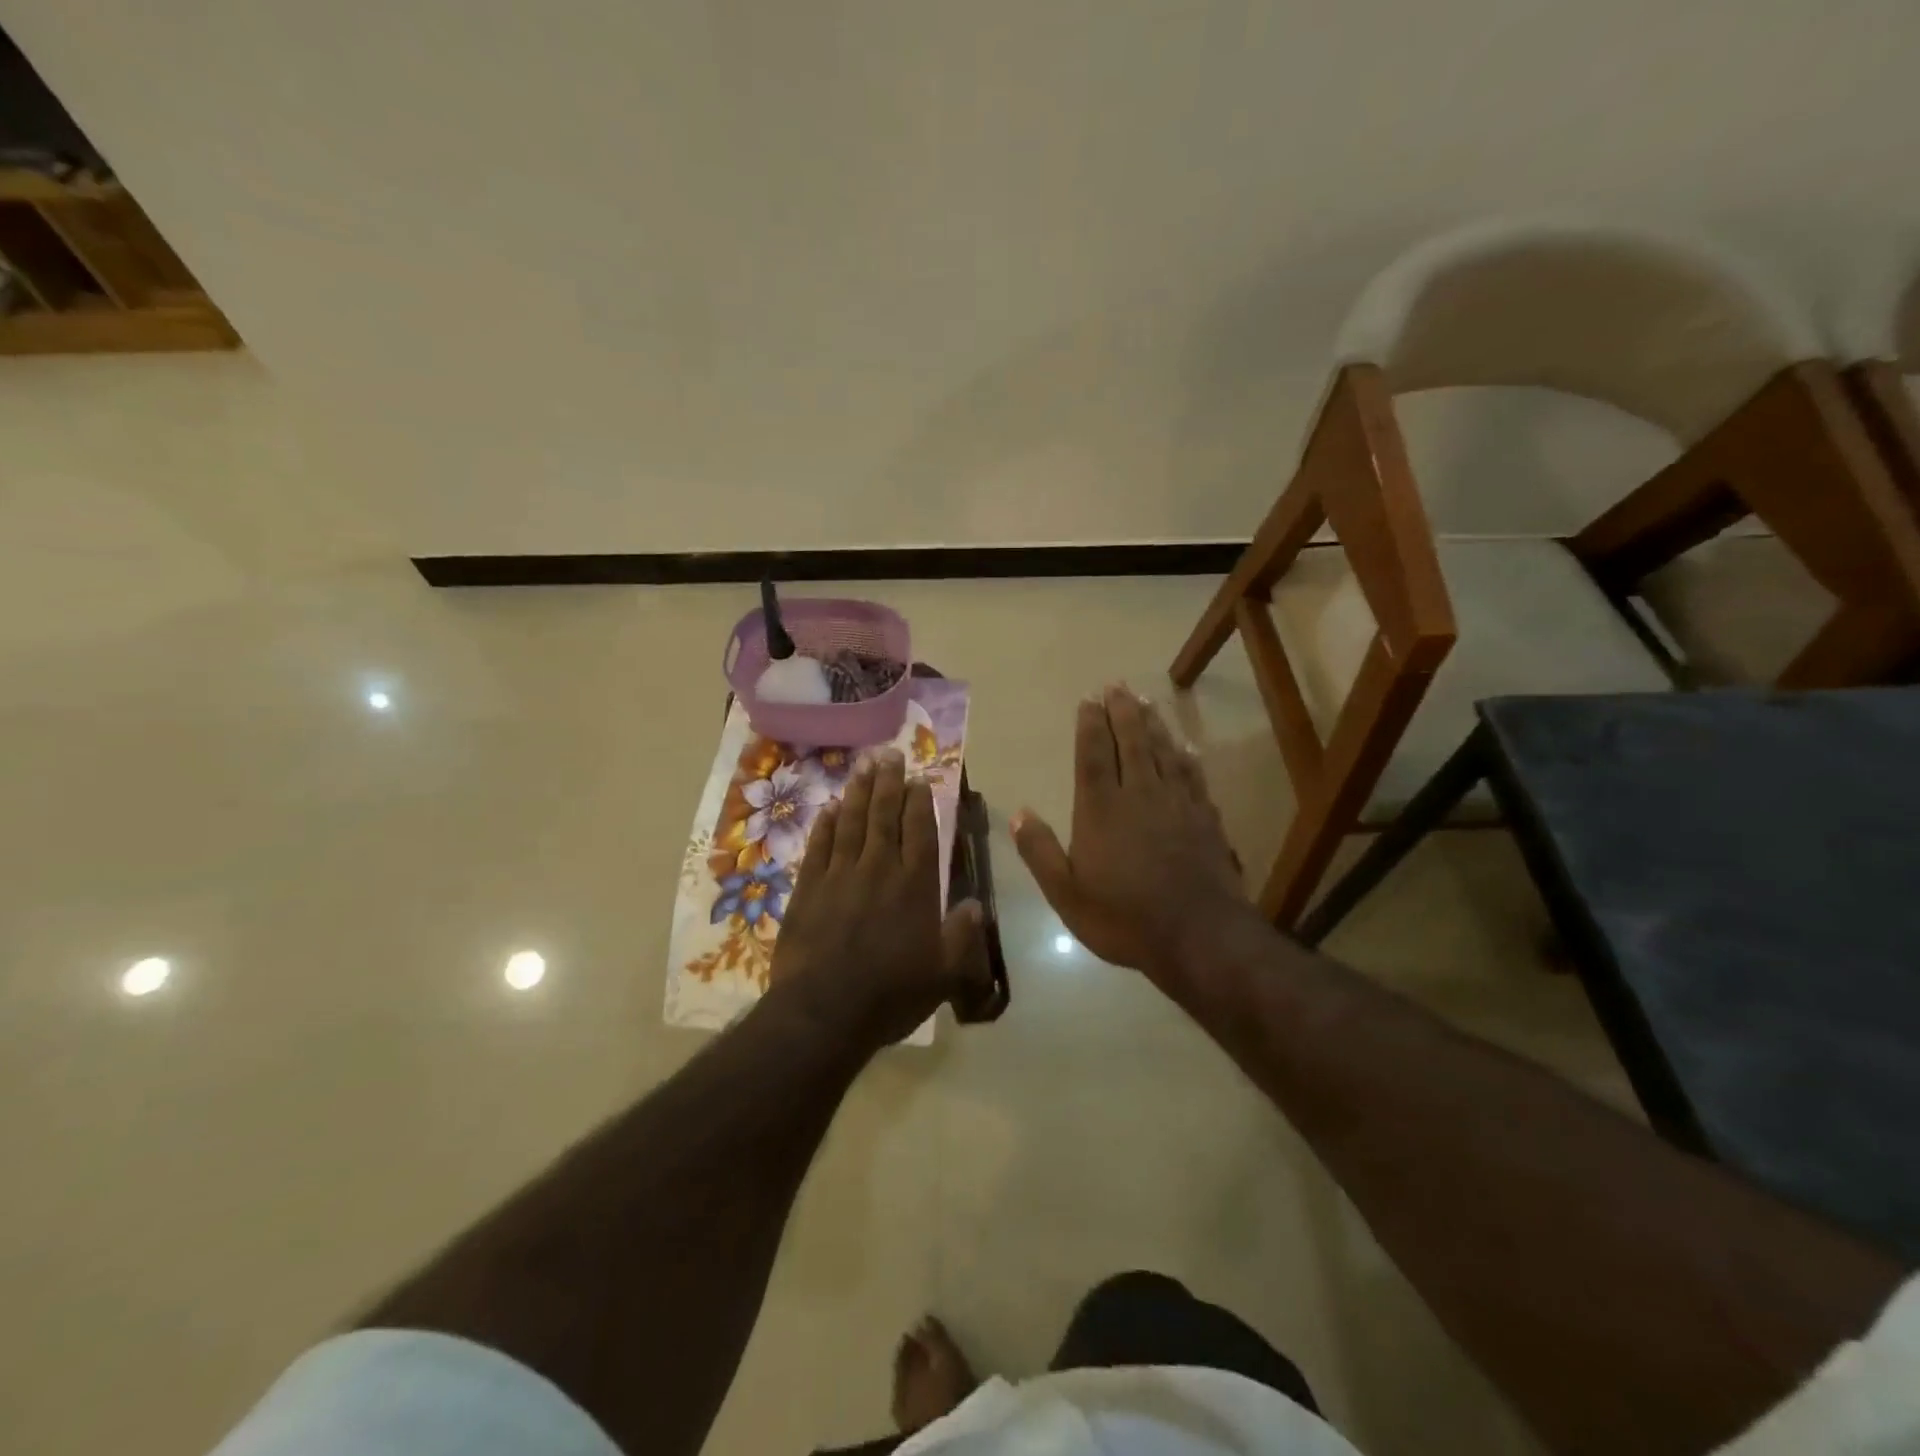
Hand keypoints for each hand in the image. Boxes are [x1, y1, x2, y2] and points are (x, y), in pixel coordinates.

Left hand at [771, 748, 991, 1052]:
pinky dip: (826, 824)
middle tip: (889, 754)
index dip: (920, 802)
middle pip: (884, 816)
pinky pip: (819, 846)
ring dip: (858, 793)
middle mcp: (879, 869)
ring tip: (863, 766)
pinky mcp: (808, 888)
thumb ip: (962, 936)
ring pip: (851, 823)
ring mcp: (840, 875)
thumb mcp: (944, 974)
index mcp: (915, 885)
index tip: (919, 778)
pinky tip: (830, 807)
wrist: (824, 1012)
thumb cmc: (891, 994)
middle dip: (889, 783)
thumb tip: (976, 904)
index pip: (920, 831)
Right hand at [1012, 686, 1249, 982]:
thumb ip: (1040, 851)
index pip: (1094, 755)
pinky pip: (1193, 776)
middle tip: (1117, 685)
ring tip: (1145, 701)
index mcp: (1101, 809)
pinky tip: (1186, 747)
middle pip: (1131, 742)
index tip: (1089, 699)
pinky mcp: (1205, 818)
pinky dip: (1186, 757)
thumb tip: (1019, 813)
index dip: (1091, 725)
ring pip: (1163, 752)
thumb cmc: (1124, 917)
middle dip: (1122, 711)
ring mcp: (1177, 803)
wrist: (1199, 935)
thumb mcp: (1066, 893)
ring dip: (1153, 724)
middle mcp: (1139, 794)